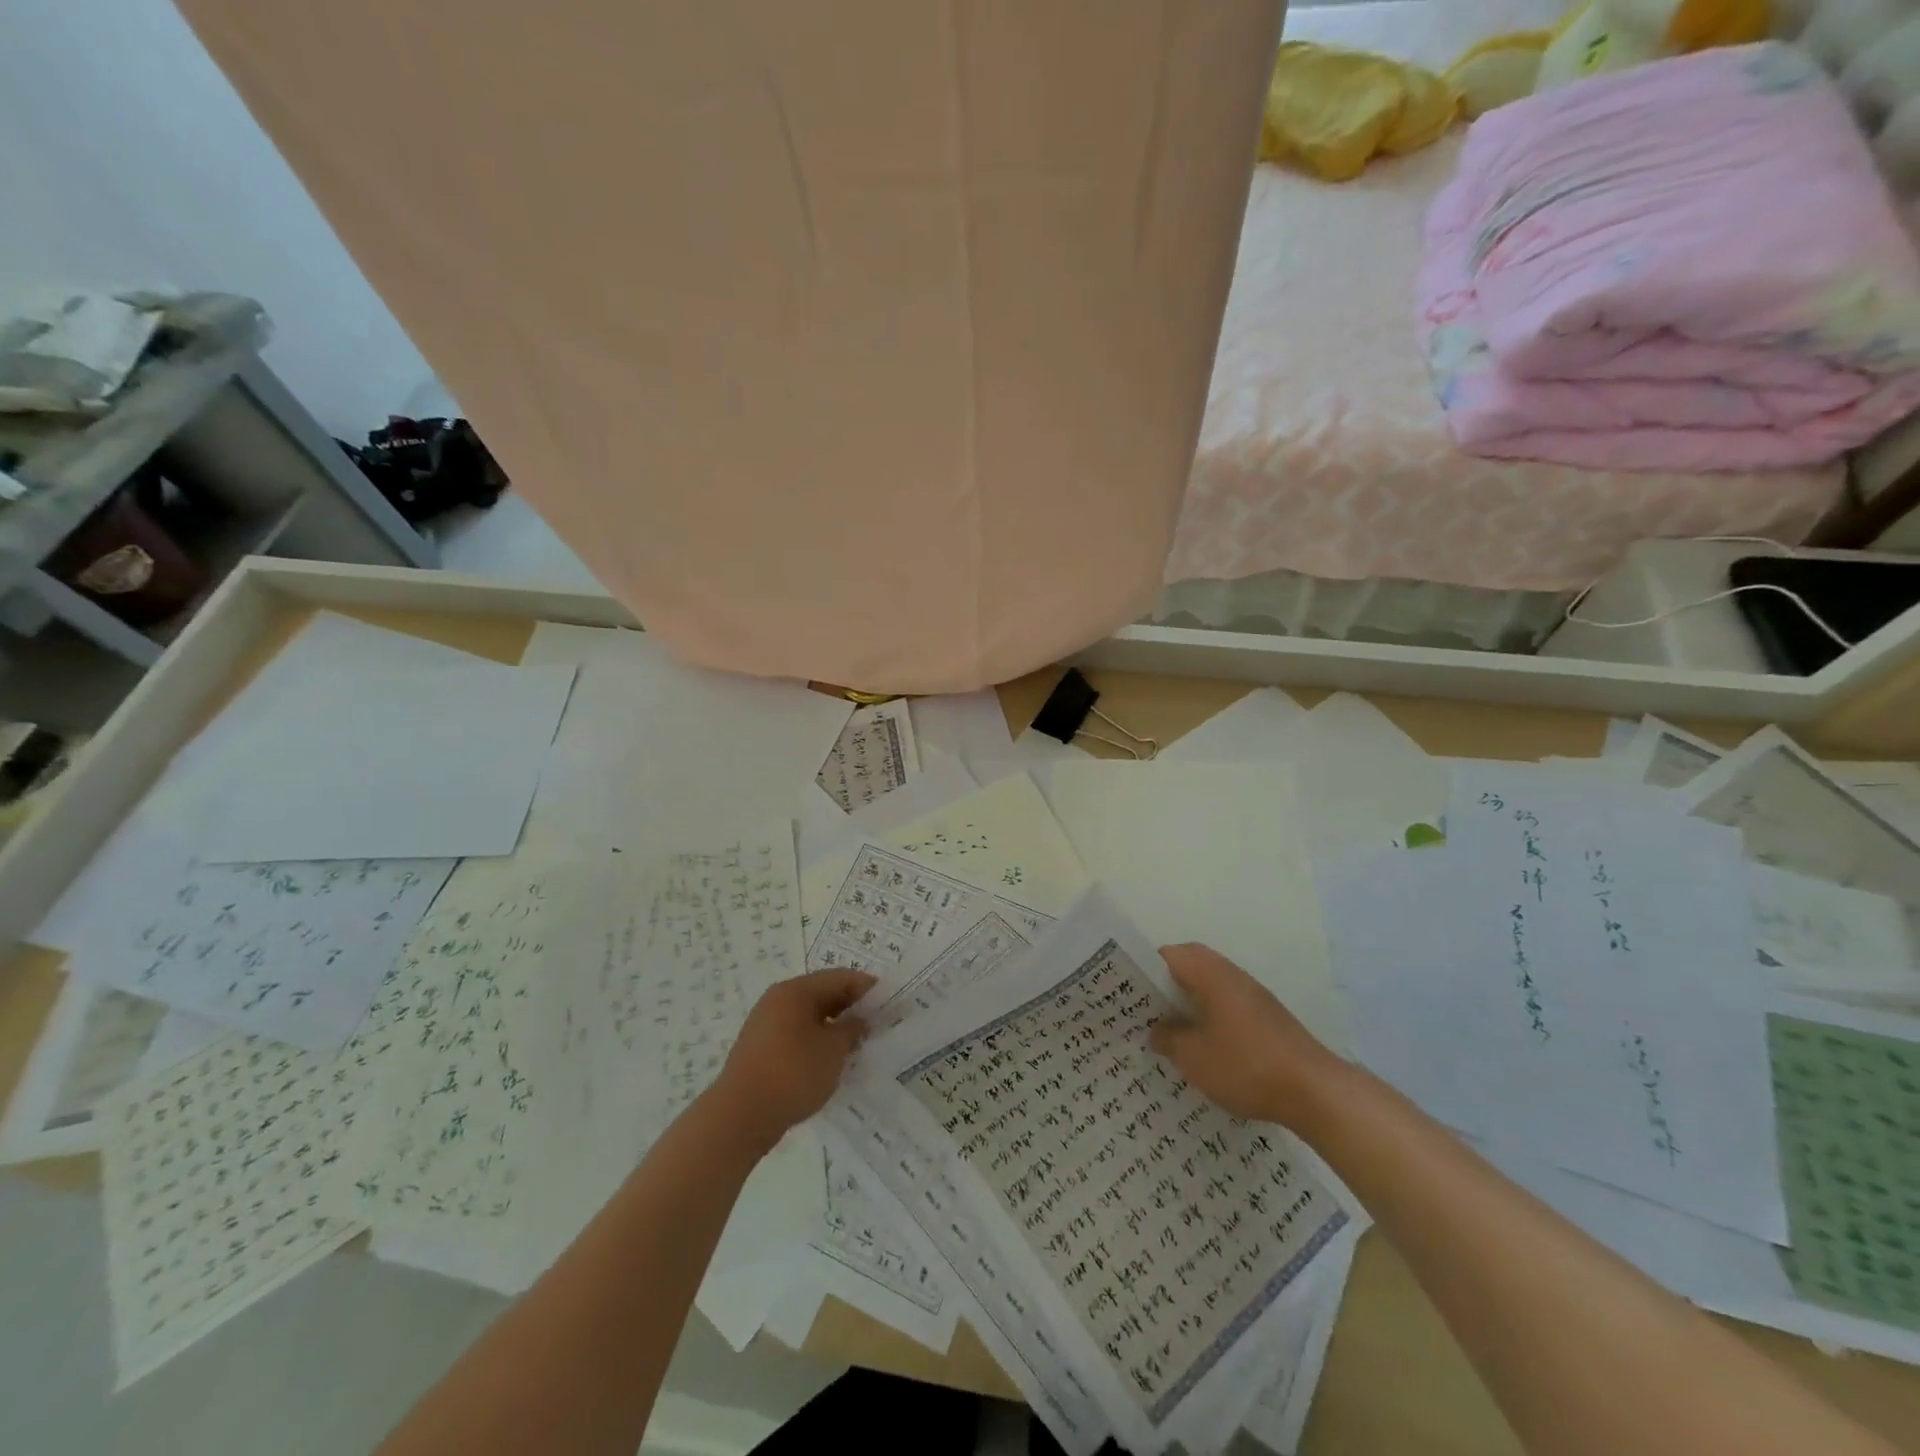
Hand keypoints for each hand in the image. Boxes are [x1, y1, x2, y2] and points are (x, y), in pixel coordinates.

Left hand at [705, 968, 874, 1153]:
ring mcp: (766, 1024)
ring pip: (809, 1015)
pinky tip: (830, 1059)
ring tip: (857, 1043)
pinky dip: (817, 1040)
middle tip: (877, 1022)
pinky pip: (796, 1033)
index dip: (866, 987)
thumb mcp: (833, 1050)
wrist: (740, 1117)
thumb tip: (859, 1020)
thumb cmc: (792, 1074)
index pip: (839, 978)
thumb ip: (852, 1029)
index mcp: (795, 991)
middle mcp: (778, 1000)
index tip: (889, 1000)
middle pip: (822, 993)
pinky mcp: (761, 1049)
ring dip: (834, 1025)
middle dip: (850, 1006)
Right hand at [1148, 944, 1348, 1128]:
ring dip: (1189, 1001)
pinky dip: (1209, 1016)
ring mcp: (1253, 995)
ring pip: (1210, 986)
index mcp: (1211, 974)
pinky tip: (1203, 1045)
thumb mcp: (1194, 1057)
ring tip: (1168, 1029)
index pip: (1168, 954)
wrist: (1315, 1091)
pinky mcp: (1267, 1017)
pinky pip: (1226, 1004)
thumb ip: (1169, 1039)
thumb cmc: (1246, 1065)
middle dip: (1165, 985)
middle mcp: (1232, 975)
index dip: (1144, 968)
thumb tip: (1157, 1030)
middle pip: (1190, 966)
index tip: (1127, 990)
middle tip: (1144, 1009)